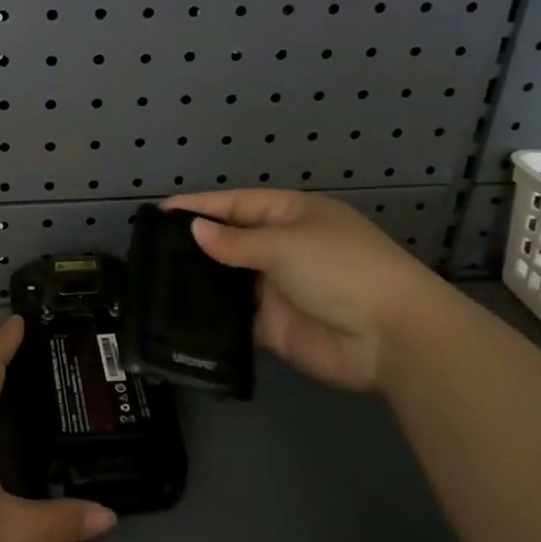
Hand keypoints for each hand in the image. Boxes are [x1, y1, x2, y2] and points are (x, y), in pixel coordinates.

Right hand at [161, 189, 443, 390]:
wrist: (391, 337)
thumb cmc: (339, 268)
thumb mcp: (284, 244)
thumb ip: (235, 242)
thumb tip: (195, 230)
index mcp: (291, 215)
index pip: (236, 205)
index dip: (200, 206)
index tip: (160, 211)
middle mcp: (282, 248)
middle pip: (231, 242)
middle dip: (196, 245)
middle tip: (149, 250)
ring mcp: (278, 289)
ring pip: (230, 281)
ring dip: (201, 282)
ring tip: (156, 282)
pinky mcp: (275, 327)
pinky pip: (236, 318)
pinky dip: (213, 317)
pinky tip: (179, 317)